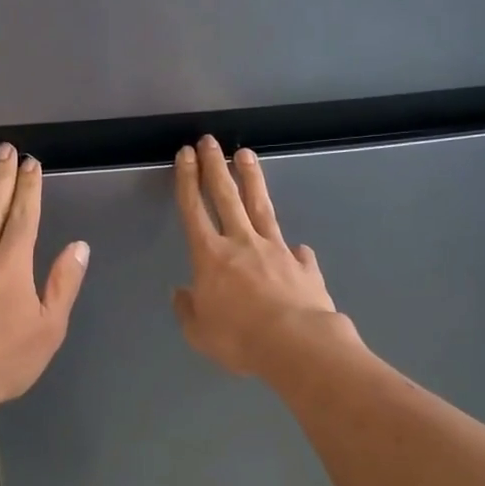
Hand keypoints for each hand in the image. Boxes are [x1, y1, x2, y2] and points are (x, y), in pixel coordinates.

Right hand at [172, 137, 345, 376]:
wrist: (296, 345)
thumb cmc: (239, 339)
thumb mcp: (200, 333)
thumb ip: (188, 310)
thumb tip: (181, 293)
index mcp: (211, 257)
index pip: (194, 210)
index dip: (187, 181)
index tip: (186, 154)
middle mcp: (242, 243)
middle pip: (226, 196)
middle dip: (215, 166)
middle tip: (210, 140)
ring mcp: (276, 250)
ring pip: (261, 207)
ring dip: (251, 179)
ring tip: (246, 155)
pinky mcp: (303, 265)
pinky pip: (296, 252)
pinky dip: (293, 249)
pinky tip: (298, 247)